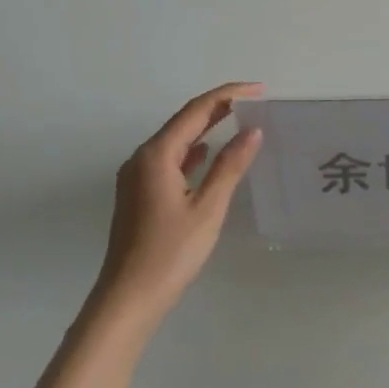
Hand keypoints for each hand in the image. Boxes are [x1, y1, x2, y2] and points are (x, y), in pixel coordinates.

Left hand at [87, 82, 263, 337]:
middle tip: (255, 102)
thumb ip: (229, 166)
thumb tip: (252, 131)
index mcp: (157, 156)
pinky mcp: (139, 194)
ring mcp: (137, 177)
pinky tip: (208, 154)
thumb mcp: (208, 207)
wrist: (129, 297)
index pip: (196, 111)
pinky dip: (193, 151)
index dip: (228, 95)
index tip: (259, 89)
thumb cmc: (171, 251)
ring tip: (239, 121)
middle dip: (218, 108)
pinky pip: (170, 160)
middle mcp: (142, 159)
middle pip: (183, 122)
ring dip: (206, 128)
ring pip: (176, 141)